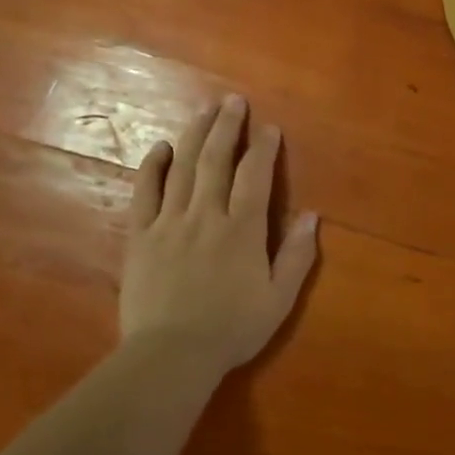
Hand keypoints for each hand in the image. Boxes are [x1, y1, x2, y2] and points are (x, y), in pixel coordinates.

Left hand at [119, 94, 319, 380]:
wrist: (171, 354)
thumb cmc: (232, 329)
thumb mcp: (279, 299)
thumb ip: (297, 256)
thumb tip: (313, 216)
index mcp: (242, 229)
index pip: (256, 176)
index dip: (264, 149)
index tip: (269, 128)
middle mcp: (207, 215)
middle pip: (217, 160)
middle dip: (228, 127)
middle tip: (233, 100)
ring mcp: (170, 222)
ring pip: (184, 168)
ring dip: (196, 135)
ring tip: (205, 110)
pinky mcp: (141, 236)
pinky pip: (145, 192)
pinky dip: (153, 166)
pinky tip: (161, 147)